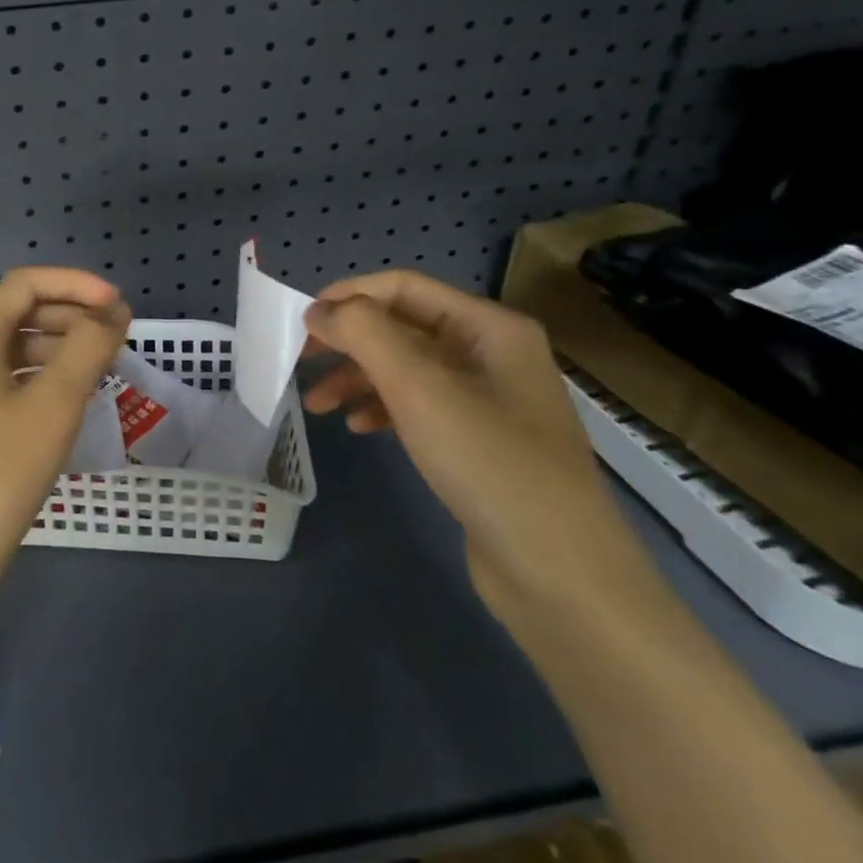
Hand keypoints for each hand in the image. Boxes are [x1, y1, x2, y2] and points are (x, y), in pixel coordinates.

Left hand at [0, 267, 131, 613]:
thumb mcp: (54, 405)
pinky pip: (0, 377)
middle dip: (69, 313)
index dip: (76, 284)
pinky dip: (36, 374)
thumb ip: (89, 347)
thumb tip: (114, 310)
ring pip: (9, 346)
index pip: (25, 284)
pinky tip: (65, 397)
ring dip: (55, 345)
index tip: (118, 305)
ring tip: (99, 365)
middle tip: (115, 335)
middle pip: (16, 311)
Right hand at [301, 270, 655, 639]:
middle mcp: (491, 353)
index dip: (349, 296)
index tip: (302, 322)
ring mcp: (488, 399)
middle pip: (402, 327)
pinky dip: (383, 408)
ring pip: (406, 369)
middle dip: (349, 341)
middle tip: (301, 362)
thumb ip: (364, 333)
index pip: (403, 287)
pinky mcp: (479, 441)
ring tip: (318, 405)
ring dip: (358, 378)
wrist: (561, 575)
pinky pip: (419, 406)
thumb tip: (321, 310)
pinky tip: (360, 428)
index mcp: (489, 326)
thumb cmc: (489, 462)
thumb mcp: (419, 386)